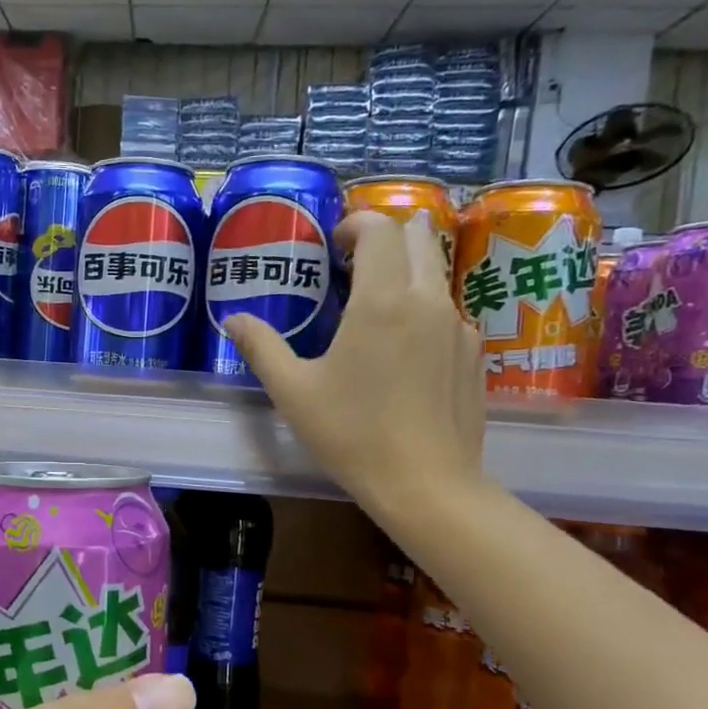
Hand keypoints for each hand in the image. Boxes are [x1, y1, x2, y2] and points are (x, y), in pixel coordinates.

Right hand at [226, 212, 487, 521]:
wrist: (426, 484)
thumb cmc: (352, 434)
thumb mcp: (293, 392)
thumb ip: (262, 347)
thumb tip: (233, 319)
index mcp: (382, 300)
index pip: (380, 228)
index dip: (356, 224)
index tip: (335, 244)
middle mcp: (428, 300)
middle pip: (418, 238)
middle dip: (387, 237)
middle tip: (355, 264)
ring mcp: (459, 327)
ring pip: (437, 275)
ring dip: (407, 273)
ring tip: (376, 309)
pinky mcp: (475, 355)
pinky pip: (448, 314)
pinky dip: (425, 312)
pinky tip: (404, 354)